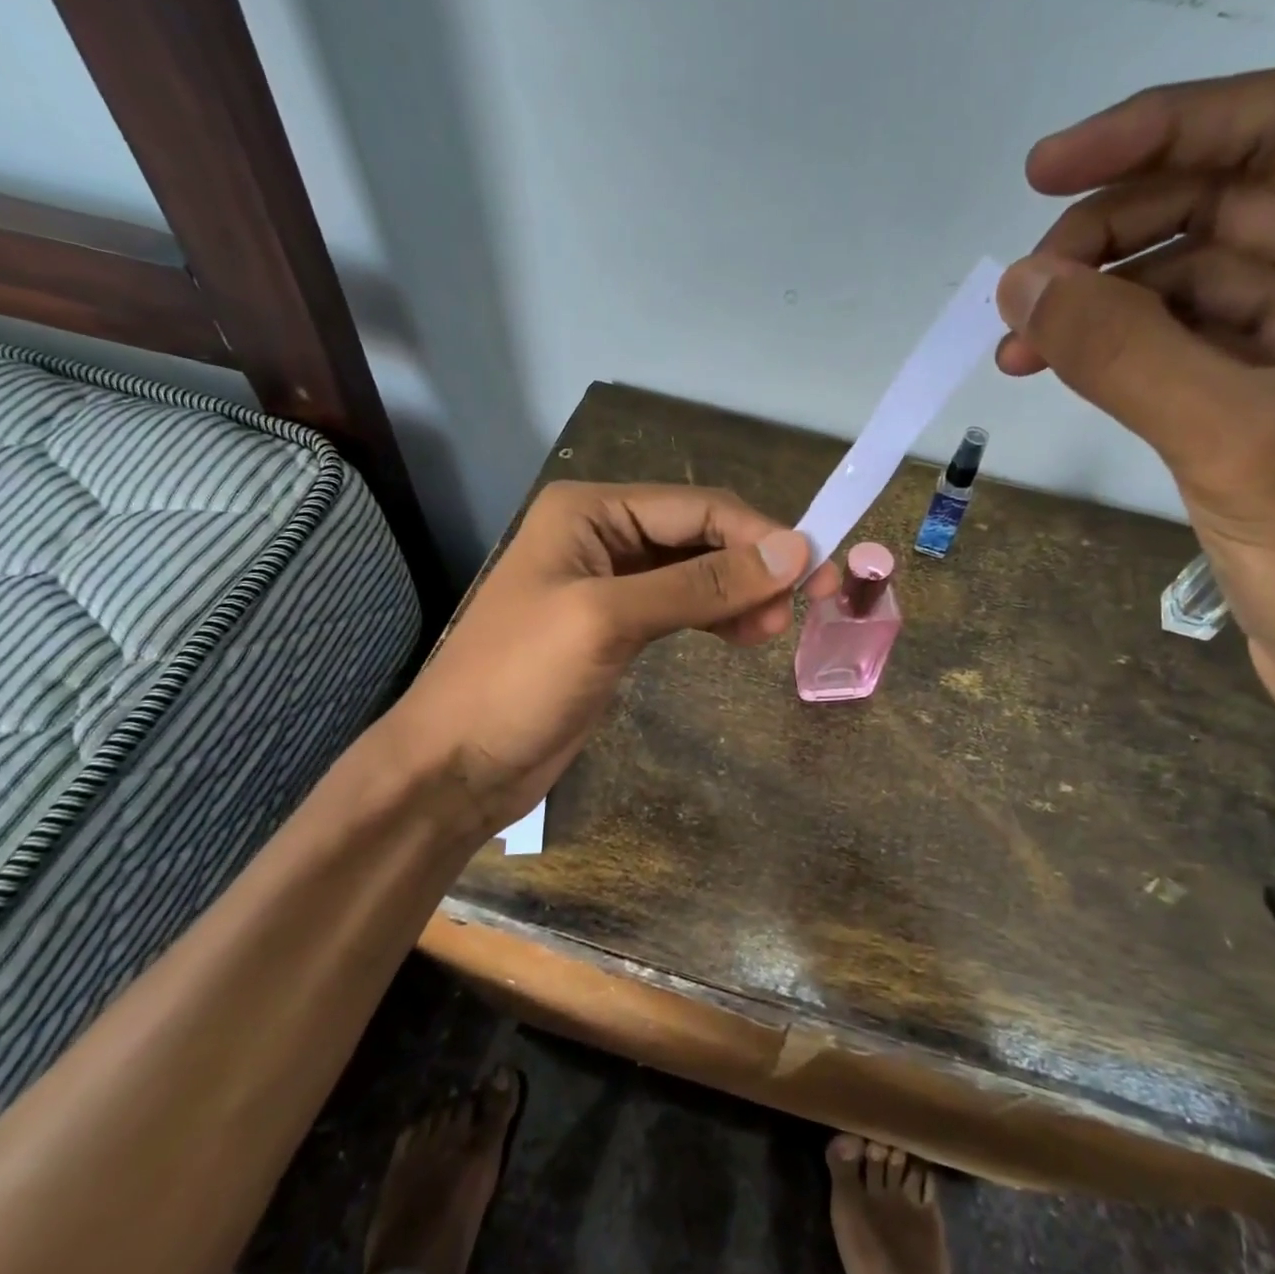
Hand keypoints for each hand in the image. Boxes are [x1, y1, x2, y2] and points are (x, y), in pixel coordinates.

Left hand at [392, 482, 838, 838]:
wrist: (458, 765)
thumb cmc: (519, 680)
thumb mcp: (609, 620)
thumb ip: (702, 583)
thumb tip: (793, 550)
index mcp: (590, 511)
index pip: (697, 508)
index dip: (761, 535)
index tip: (816, 571)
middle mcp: (602, 534)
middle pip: (700, 536)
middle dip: (754, 565)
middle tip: (805, 606)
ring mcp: (610, 582)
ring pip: (696, 572)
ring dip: (740, 592)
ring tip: (774, 630)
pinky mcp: (618, 626)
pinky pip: (683, 605)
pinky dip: (717, 616)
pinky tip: (744, 634)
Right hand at [997, 61, 1274, 859]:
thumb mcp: (1235, 442)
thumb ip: (1121, 351)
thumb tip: (1017, 285)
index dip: (1164, 129)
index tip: (1046, 171)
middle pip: (1238, 197)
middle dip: (1118, 230)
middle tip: (1022, 285)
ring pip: (1202, 270)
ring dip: (1105, 294)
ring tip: (1019, 336)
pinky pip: (1189, 336)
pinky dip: (1120, 344)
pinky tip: (1054, 361)